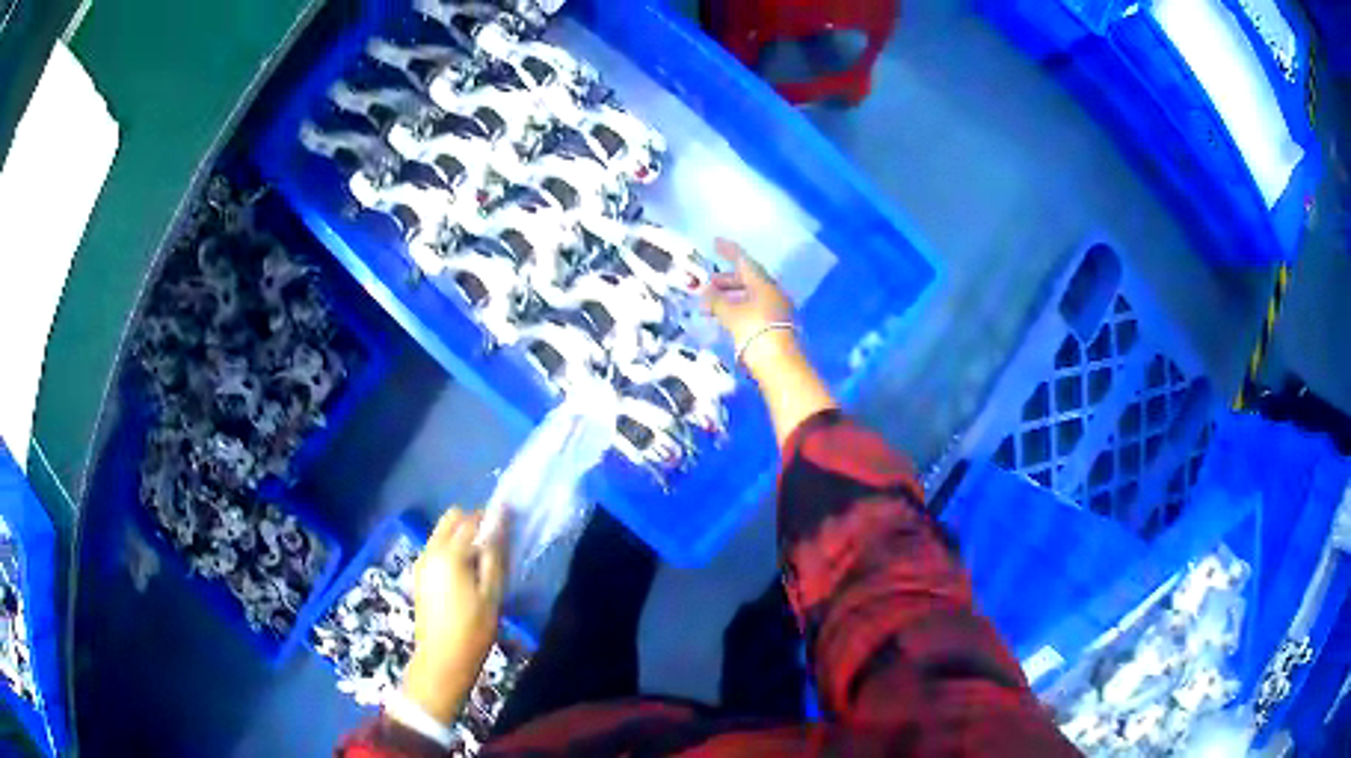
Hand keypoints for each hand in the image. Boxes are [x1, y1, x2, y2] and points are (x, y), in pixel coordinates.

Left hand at [402, 508, 505, 725]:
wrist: (442, 660)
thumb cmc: (473, 629)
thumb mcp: (492, 592)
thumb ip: (495, 553)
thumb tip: (501, 520)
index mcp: (450, 553)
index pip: (473, 519)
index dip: (494, 517)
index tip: (512, 526)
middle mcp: (431, 549)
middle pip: (452, 518)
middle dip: (474, 522)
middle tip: (495, 546)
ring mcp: (422, 561)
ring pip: (443, 531)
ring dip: (463, 535)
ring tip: (483, 562)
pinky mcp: (420, 574)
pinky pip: (437, 546)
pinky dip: (452, 548)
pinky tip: (466, 574)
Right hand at [702, 239, 796, 373]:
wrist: (779, 363)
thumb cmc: (753, 330)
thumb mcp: (729, 313)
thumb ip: (716, 300)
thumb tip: (706, 292)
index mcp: (762, 283)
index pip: (744, 260)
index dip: (729, 251)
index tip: (716, 242)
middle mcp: (772, 292)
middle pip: (748, 279)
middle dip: (726, 280)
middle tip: (708, 284)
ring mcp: (776, 309)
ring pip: (750, 295)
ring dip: (731, 296)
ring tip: (711, 304)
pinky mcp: (775, 326)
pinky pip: (754, 309)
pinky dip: (738, 308)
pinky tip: (726, 317)